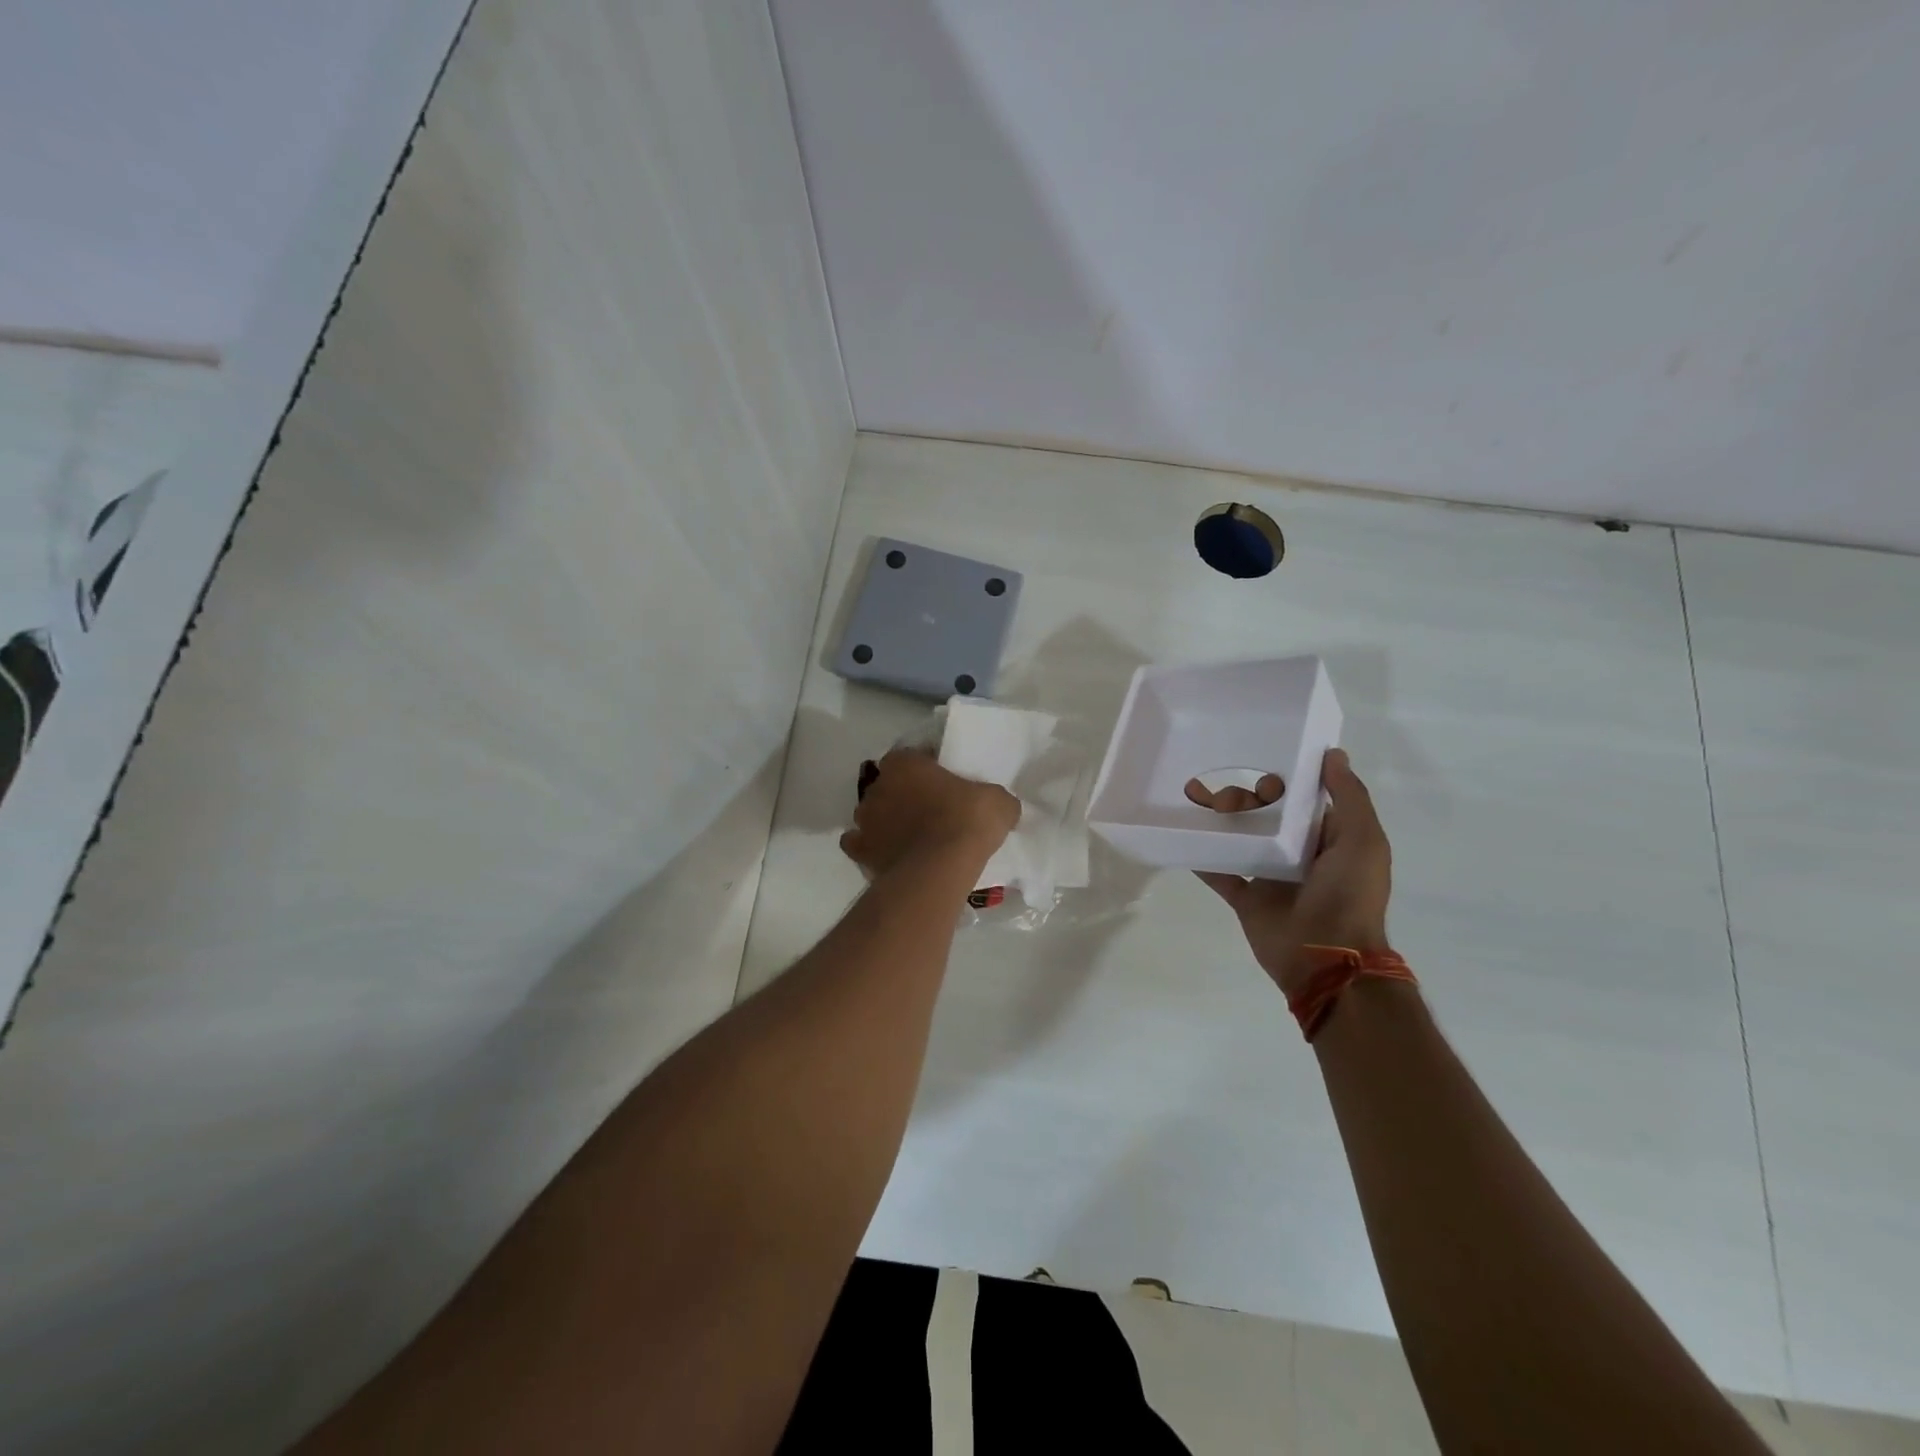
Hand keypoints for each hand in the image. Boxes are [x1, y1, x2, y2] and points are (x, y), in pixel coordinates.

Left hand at [841, 748, 1019, 878]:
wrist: (940, 869)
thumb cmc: (967, 821)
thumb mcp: (998, 802)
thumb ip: (993, 797)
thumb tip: (1000, 806)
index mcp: (905, 763)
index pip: (910, 757)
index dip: (926, 768)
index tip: (944, 783)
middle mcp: (878, 786)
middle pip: (888, 785)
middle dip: (903, 795)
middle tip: (929, 811)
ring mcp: (864, 820)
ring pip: (871, 814)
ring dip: (886, 821)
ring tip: (910, 838)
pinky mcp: (860, 851)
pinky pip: (859, 844)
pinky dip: (870, 848)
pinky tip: (888, 855)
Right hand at [1184, 749, 1392, 996]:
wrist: (1325, 957)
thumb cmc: (1349, 894)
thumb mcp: (1363, 840)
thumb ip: (1350, 798)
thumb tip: (1334, 754)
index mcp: (1329, 838)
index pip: (1305, 799)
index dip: (1285, 777)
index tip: (1261, 754)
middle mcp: (1299, 854)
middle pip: (1267, 816)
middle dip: (1245, 798)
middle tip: (1223, 785)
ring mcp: (1270, 877)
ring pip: (1241, 840)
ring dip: (1221, 821)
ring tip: (1199, 801)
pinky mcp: (1246, 898)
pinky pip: (1220, 872)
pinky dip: (1202, 856)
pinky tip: (1183, 834)